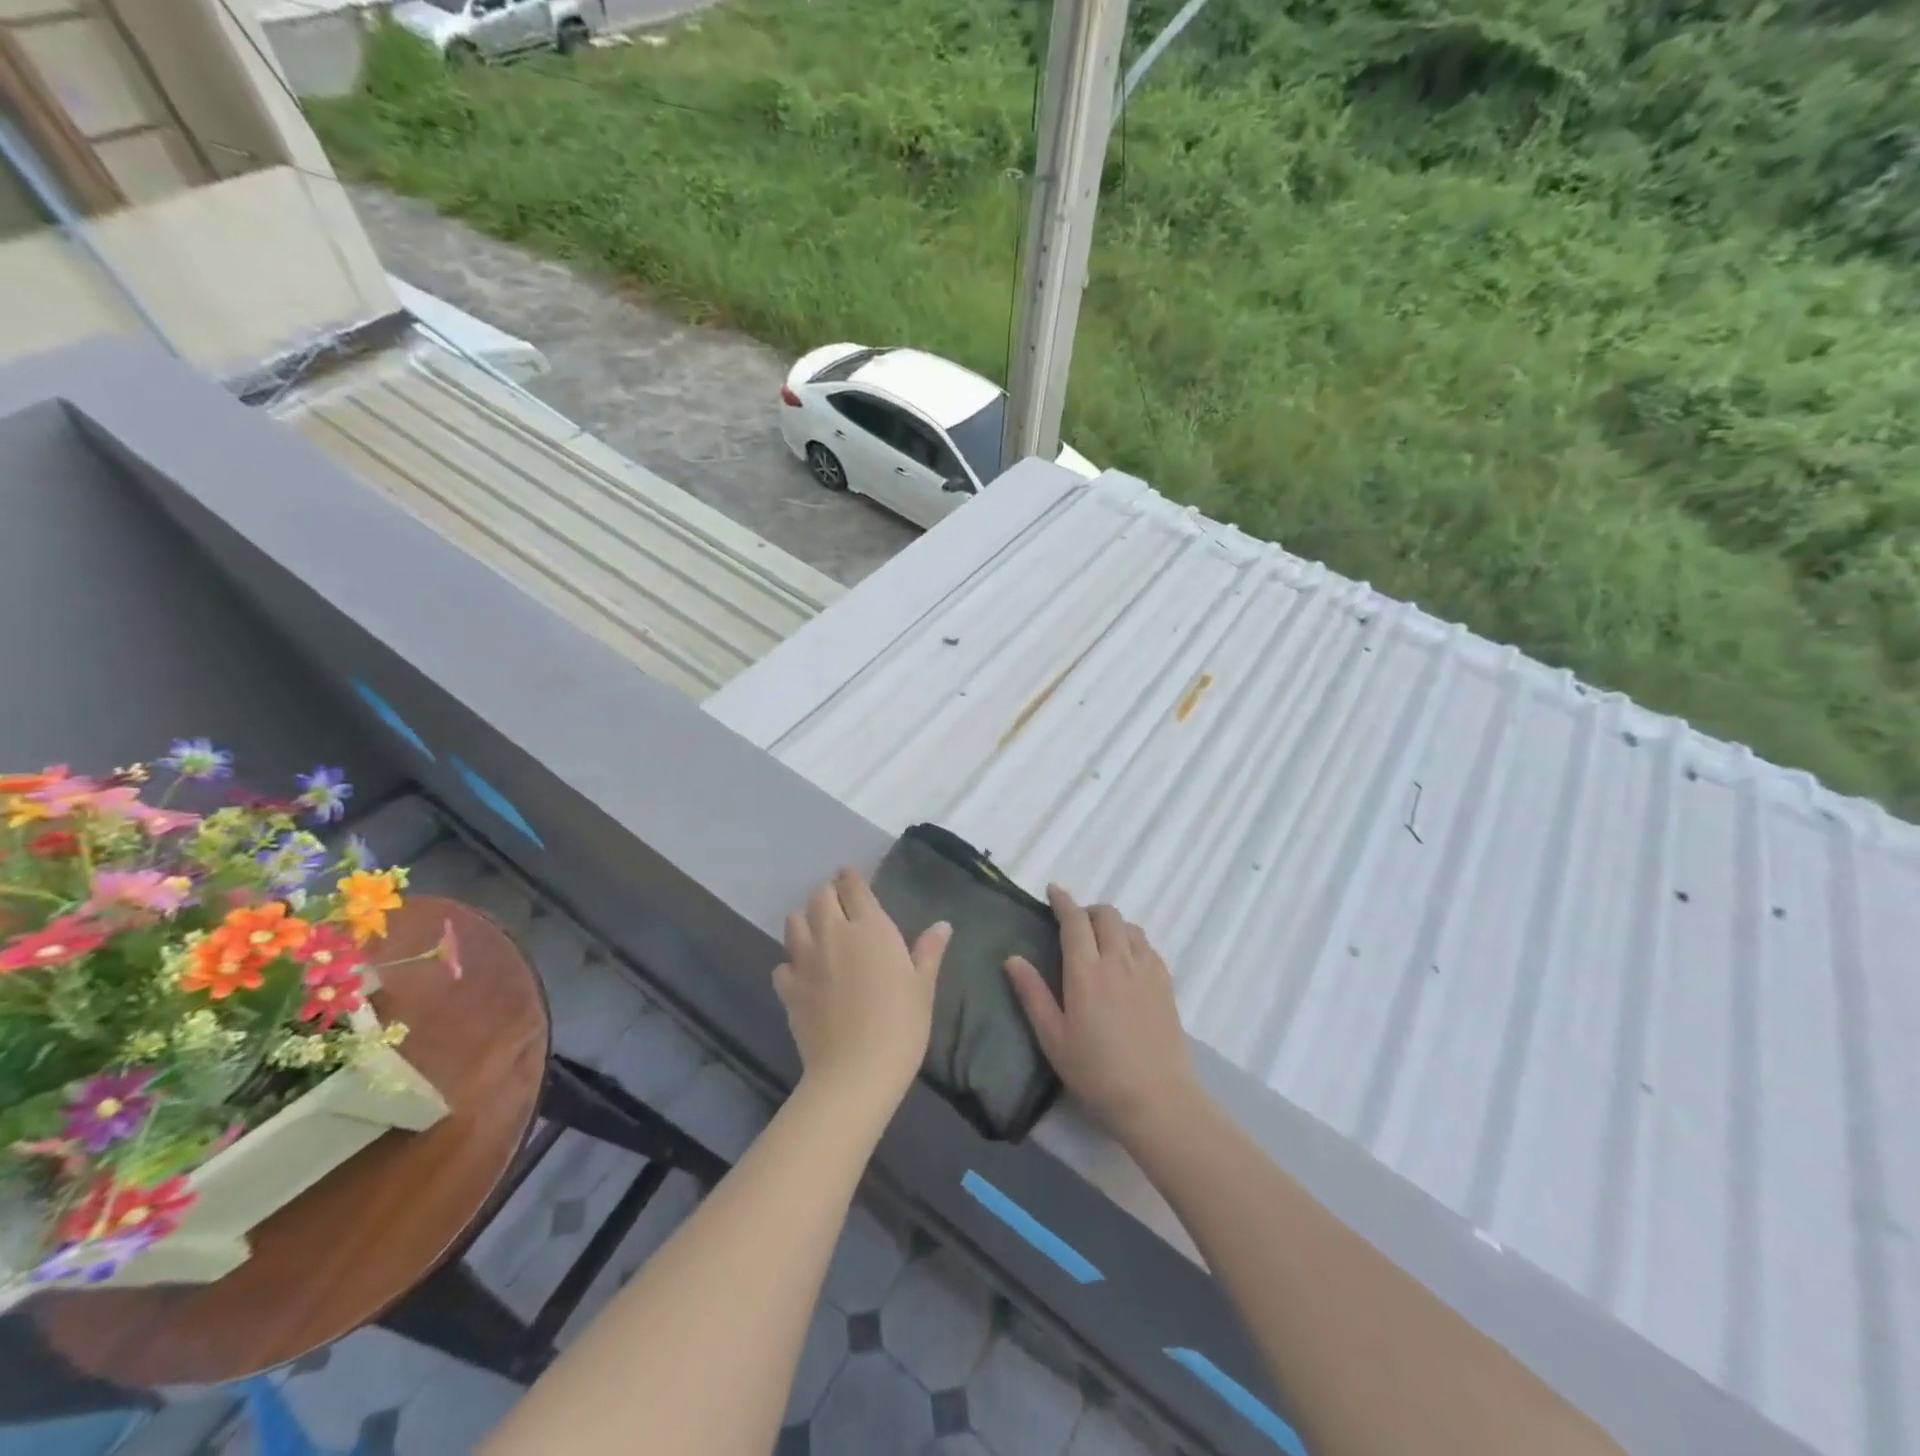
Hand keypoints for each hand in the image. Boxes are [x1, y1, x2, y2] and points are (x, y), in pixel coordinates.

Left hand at [775, 869, 949, 1121]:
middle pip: (820, 897)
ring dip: (805, 919)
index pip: (854, 887)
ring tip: (816, 930)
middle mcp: (834, 934)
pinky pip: (782, 964)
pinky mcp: (789, 989)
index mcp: (870, 928)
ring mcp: (806, 960)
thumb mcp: (922, 987)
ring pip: (794, 922)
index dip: (851, 878)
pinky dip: (791, 963)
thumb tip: (942, 925)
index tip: (851, 876)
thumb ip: (928, 951)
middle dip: (828, 894)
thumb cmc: (901, 1025)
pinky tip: (802, 974)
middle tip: (838, 903)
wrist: (856, 1072)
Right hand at [1004, 886, 1198, 1145]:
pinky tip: (1127, 960)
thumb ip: (1032, 994)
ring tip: (1101, 941)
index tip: (1053, 891)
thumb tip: (1012, 959)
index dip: (1063, 901)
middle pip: (1106, 915)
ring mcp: (1146, 970)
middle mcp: (1118, 961)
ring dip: (1112, 923)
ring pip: (1130, 927)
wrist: (1156, 1099)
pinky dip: (1133, 940)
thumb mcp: (1053, 1038)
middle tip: (1074, 924)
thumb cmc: (1096, 1072)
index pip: (1074, 921)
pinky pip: (1148, 946)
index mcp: (1086, 972)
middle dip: (1088, 910)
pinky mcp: (1166, 984)